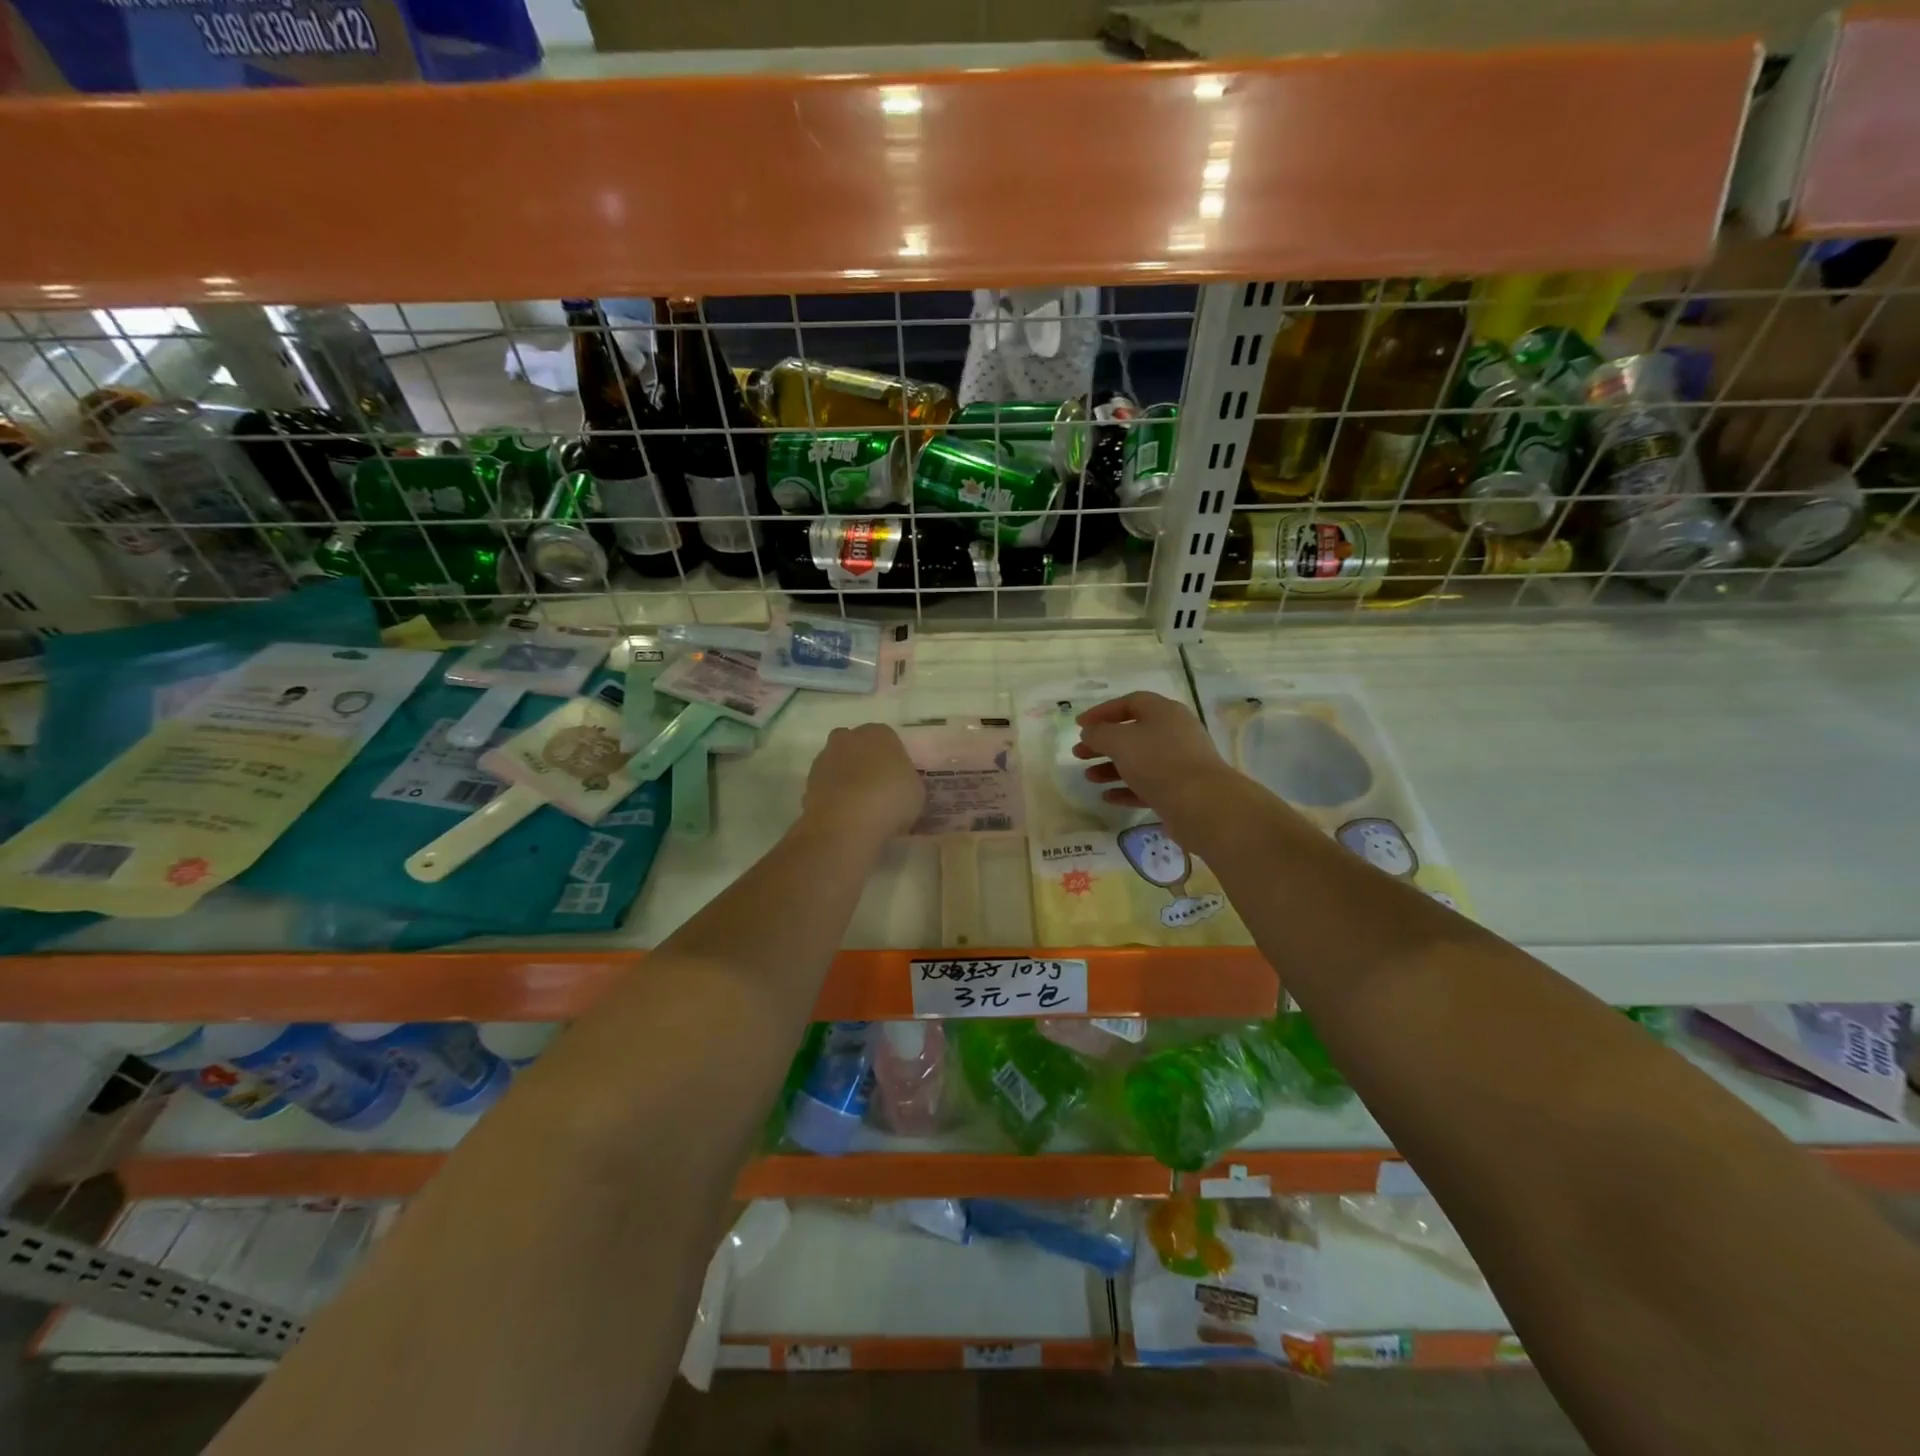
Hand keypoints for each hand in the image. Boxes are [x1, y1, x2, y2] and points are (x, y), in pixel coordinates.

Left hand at [800, 723, 924, 847]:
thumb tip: (898, 785)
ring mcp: (824, 759)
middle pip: (857, 746)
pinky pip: (826, 787)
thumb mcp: (915, 791)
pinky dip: (832, 797)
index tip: (897, 780)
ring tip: (859, 808)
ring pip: (838, 765)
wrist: (847, 823)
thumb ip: (905, 781)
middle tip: (876, 789)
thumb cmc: (891, 800)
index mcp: (879, 733)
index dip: (892, 760)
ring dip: (845, 780)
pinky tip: (843, 817)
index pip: (887, 740)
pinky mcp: (808, 782)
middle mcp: (848, 738)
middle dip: (863, 762)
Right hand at [1073, 692, 1238, 842]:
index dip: (1102, 712)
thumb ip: (1099, 733)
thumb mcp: (1120, 742)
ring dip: (1111, 767)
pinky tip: (1106, 797)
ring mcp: (1179, 762)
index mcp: (1164, 712)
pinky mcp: (1179, 790)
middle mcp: (1174, 733)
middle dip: (1103, 743)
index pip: (1129, 703)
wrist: (1202, 804)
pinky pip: (1147, 785)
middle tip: (1079, 753)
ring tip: (1088, 777)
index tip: (1080, 725)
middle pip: (1132, 733)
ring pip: (1139, 760)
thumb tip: (1090, 732)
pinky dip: (1126, 789)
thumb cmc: (1158, 762)